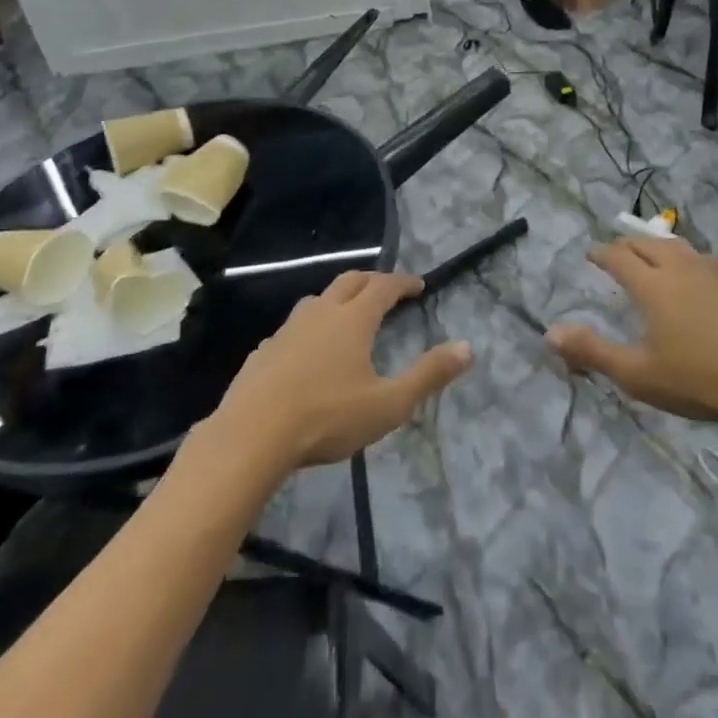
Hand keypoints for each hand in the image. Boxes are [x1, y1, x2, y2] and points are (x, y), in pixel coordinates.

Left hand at [212, 272, 472, 471]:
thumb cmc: (327, 417)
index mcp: (353, 319)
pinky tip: (308, 352)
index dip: (403, 282)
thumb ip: (428, 375)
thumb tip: (467, 347)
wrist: (251, 436)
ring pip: (318, 300)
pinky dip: (310, 328)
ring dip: (338, 299)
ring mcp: (288, 329)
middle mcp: (321, 313)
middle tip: (387, 291)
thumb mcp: (388, 404)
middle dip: (372, 281)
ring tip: (348, 316)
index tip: (418, 285)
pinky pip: (293, 328)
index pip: (384, 286)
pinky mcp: (264, 351)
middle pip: (350, 281)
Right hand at [547, 237, 717, 422]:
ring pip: (678, 247)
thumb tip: (550, 333)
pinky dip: (689, 260)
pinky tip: (696, 274)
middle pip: (646, 244)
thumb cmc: (696, 379)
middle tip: (616, 253)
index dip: (601, 254)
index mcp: (652, 285)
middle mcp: (679, 267)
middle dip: (626, 245)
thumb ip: (592, 351)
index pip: (618, 257)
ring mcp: (712, 272)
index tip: (590, 255)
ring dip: (658, 247)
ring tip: (652, 255)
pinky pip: (705, 260)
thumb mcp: (637, 374)